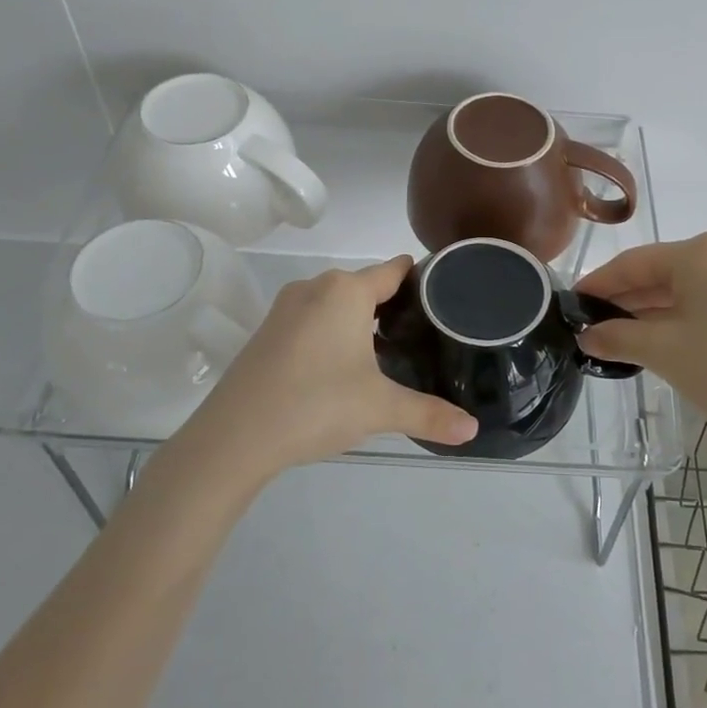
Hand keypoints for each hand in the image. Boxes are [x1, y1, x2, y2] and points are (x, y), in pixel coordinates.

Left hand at [188, 257, 477, 478]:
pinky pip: (313, 318)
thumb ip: (429, 414)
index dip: (421, 280)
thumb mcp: (379, 409)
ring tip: (389, 351)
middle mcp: (316, 287)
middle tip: (424, 335)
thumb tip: (472, 429)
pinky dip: (333, 332)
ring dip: (361, 320)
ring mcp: (286, 307)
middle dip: (394, 305)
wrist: (234, 437)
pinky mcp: (268, 330)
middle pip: (366, 285)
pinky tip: (342, 365)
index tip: (445, 297)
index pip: (394, 270)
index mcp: (346, 290)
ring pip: (337, 302)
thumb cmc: (316, 405)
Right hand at [575, 233, 706, 452]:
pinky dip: (683, 313)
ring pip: (687, 286)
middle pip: (662, 272)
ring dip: (653, 309)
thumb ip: (617, 337)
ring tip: (620, 334)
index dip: (600, 284)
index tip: (572, 302)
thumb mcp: (663, 352)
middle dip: (626, 299)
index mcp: (701, 253)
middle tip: (592, 324)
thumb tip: (587, 335)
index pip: (635, 263)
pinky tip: (661, 335)